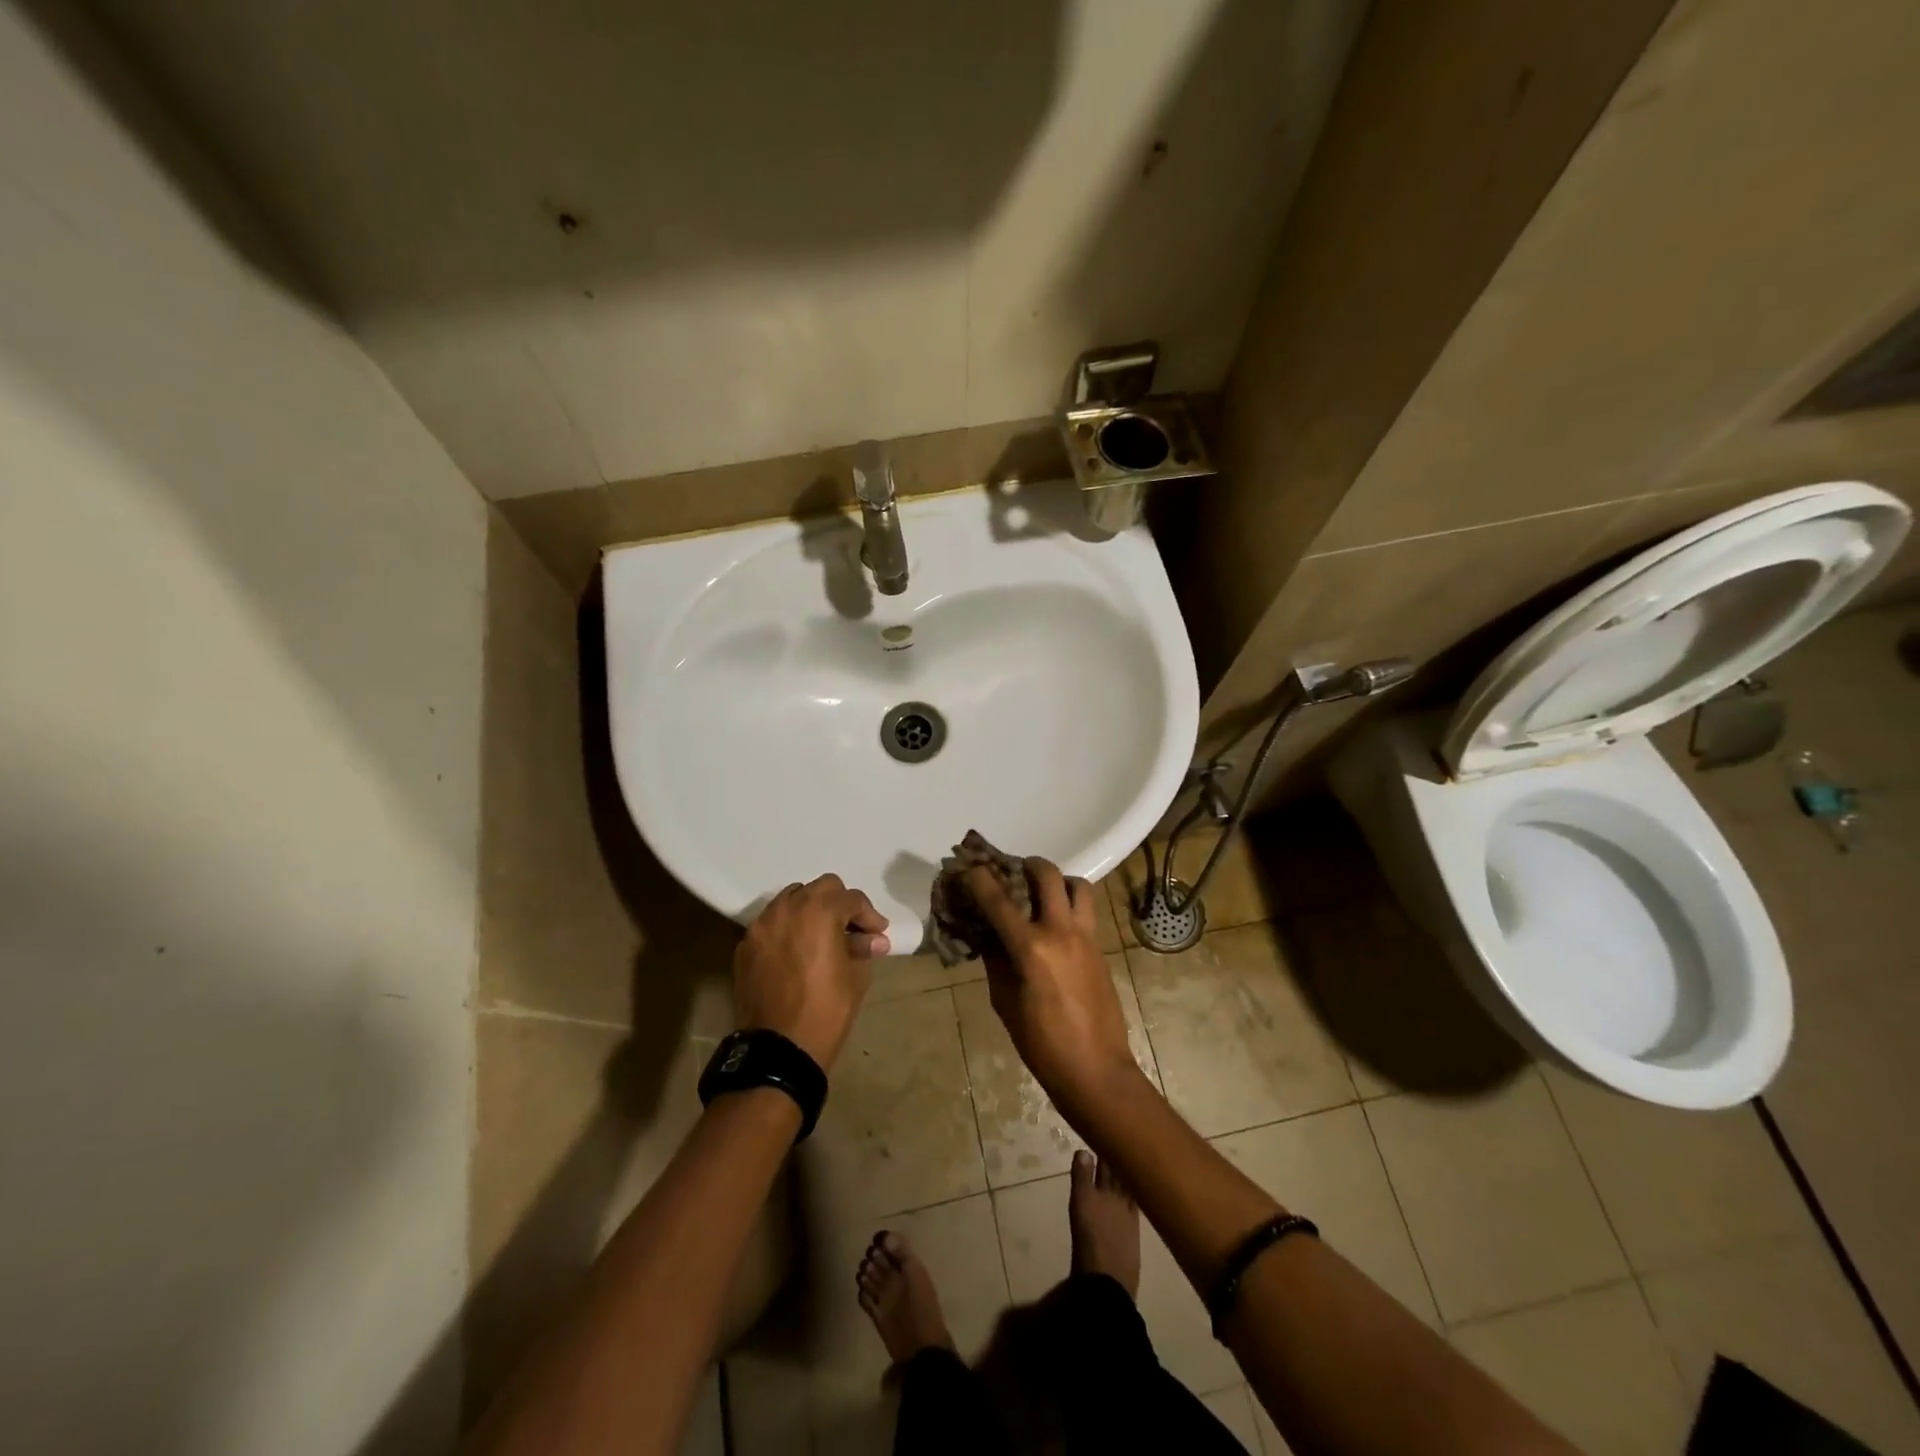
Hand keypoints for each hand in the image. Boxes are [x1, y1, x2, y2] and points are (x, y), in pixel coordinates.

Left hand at [735, 875, 888, 1069]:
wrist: (778, 1050)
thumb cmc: (826, 1011)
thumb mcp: (856, 978)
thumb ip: (863, 949)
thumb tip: (873, 940)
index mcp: (818, 911)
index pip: (850, 898)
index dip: (868, 915)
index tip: (878, 934)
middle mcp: (786, 908)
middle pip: (820, 888)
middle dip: (839, 904)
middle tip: (851, 929)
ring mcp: (761, 926)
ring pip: (791, 900)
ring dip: (810, 912)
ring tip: (822, 938)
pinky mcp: (745, 946)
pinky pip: (771, 925)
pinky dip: (787, 930)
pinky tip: (797, 954)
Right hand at [963, 858, 1138, 1106]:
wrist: (1096, 1069)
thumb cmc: (1042, 1044)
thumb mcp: (1005, 1002)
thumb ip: (996, 961)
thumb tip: (987, 934)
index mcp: (1032, 948)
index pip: (1000, 902)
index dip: (981, 880)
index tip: (970, 865)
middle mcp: (1062, 932)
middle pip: (1047, 876)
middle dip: (1027, 865)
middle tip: (1012, 870)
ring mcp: (1086, 937)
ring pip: (1078, 886)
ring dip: (1058, 880)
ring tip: (1042, 892)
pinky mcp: (1101, 948)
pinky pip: (1087, 910)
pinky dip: (1070, 903)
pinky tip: (1056, 922)